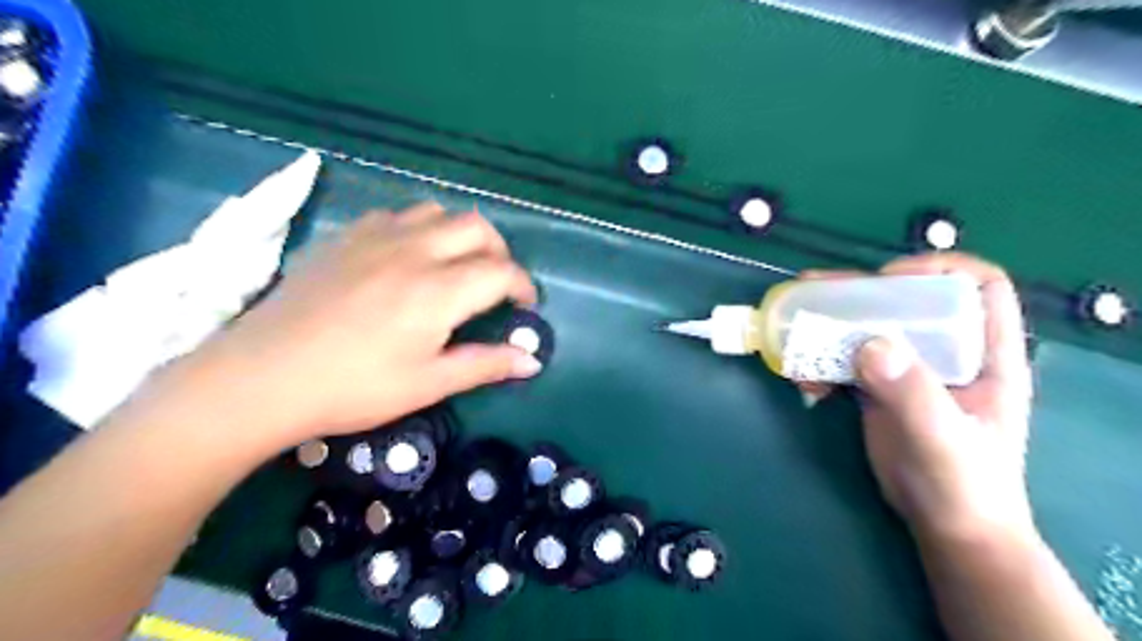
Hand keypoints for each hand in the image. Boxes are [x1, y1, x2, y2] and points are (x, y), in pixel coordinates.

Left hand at [186, 203, 540, 447]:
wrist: (262, 376)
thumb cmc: (354, 387)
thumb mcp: (428, 384)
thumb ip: (485, 365)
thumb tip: (532, 360)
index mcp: (439, 291)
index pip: (501, 272)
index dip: (523, 286)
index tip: (525, 306)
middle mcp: (414, 251)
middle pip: (477, 227)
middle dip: (499, 252)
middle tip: (495, 283)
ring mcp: (376, 237)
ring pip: (437, 212)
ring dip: (459, 234)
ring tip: (455, 264)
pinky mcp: (345, 237)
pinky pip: (396, 215)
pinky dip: (418, 229)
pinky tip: (406, 257)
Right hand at [802, 252, 1035, 542]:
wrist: (947, 530)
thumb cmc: (963, 486)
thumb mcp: (943, 439)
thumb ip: (912, 392)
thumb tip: (869, 343)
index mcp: (985, 355)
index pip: (978, 286)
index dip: (938, 270)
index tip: (888, 280)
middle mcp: (947, 353)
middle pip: (907, 302)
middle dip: (861, 293)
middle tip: (814, 291)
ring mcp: (910, 371)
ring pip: (870, 329)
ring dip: (830, 327)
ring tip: (796, 331)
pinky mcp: (879, 389)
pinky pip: (847, 361)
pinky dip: (821, 364)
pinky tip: (805, 383)